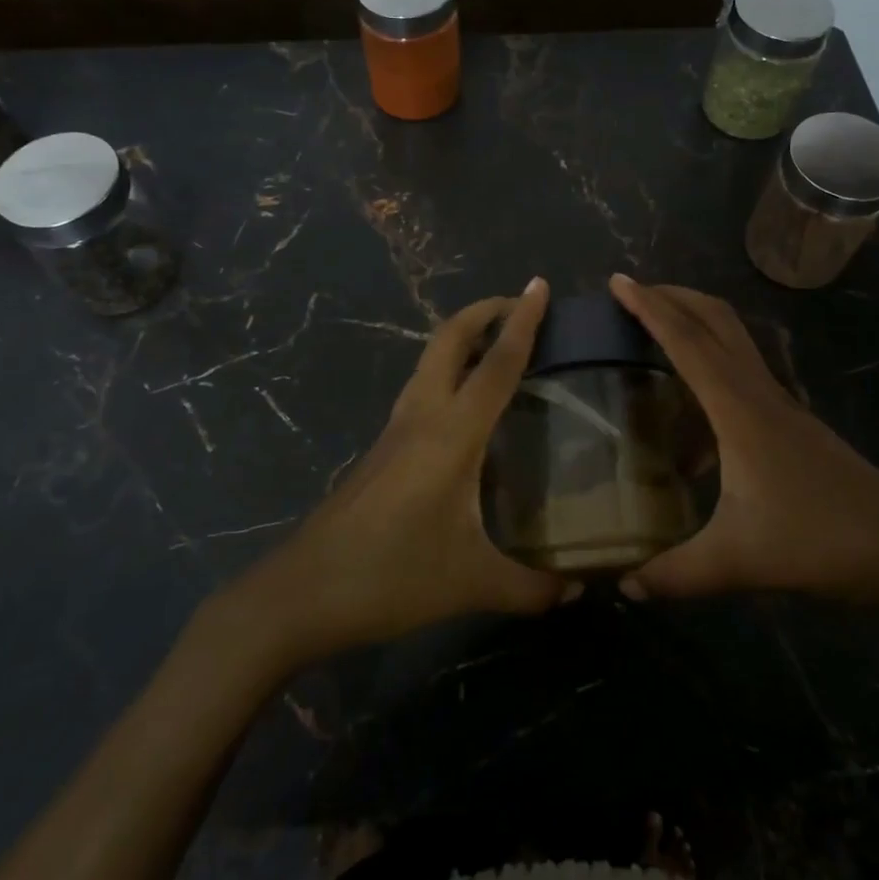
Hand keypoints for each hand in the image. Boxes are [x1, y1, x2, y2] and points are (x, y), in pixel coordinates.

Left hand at [246, 279, 573, 662]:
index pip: (495, 365)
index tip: (538, 285)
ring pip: (429, 361)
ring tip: (499, 349)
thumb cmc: (389, 576)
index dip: (521, 322)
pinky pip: (422, 389)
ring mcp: (395, 431)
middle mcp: (420, 418)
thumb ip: (530, 587)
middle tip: (519, 307)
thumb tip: (577, 587)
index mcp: (449, 435)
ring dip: (462, 339)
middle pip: (448, 340)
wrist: (301, 593)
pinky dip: (448, 373)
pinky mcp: (381, 450)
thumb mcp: (469, 583)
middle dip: (482, 312)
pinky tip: (467, 409)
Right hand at [610, 275, 878, 614]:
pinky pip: (742, 373)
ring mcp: (781, 405)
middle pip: (716, 320)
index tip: (618, 280)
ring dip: (694, 321)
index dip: (649, 307)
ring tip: (655, 331)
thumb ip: (676, 574)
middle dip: (673, 296)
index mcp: (740, 410)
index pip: (687, 342)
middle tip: (632, 292)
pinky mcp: (792, 423)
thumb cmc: (821, 542)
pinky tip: (692, 413)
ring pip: (733, 340)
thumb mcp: (739, 561)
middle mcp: (760, 393)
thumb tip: (624, 584)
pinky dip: (711, 364)